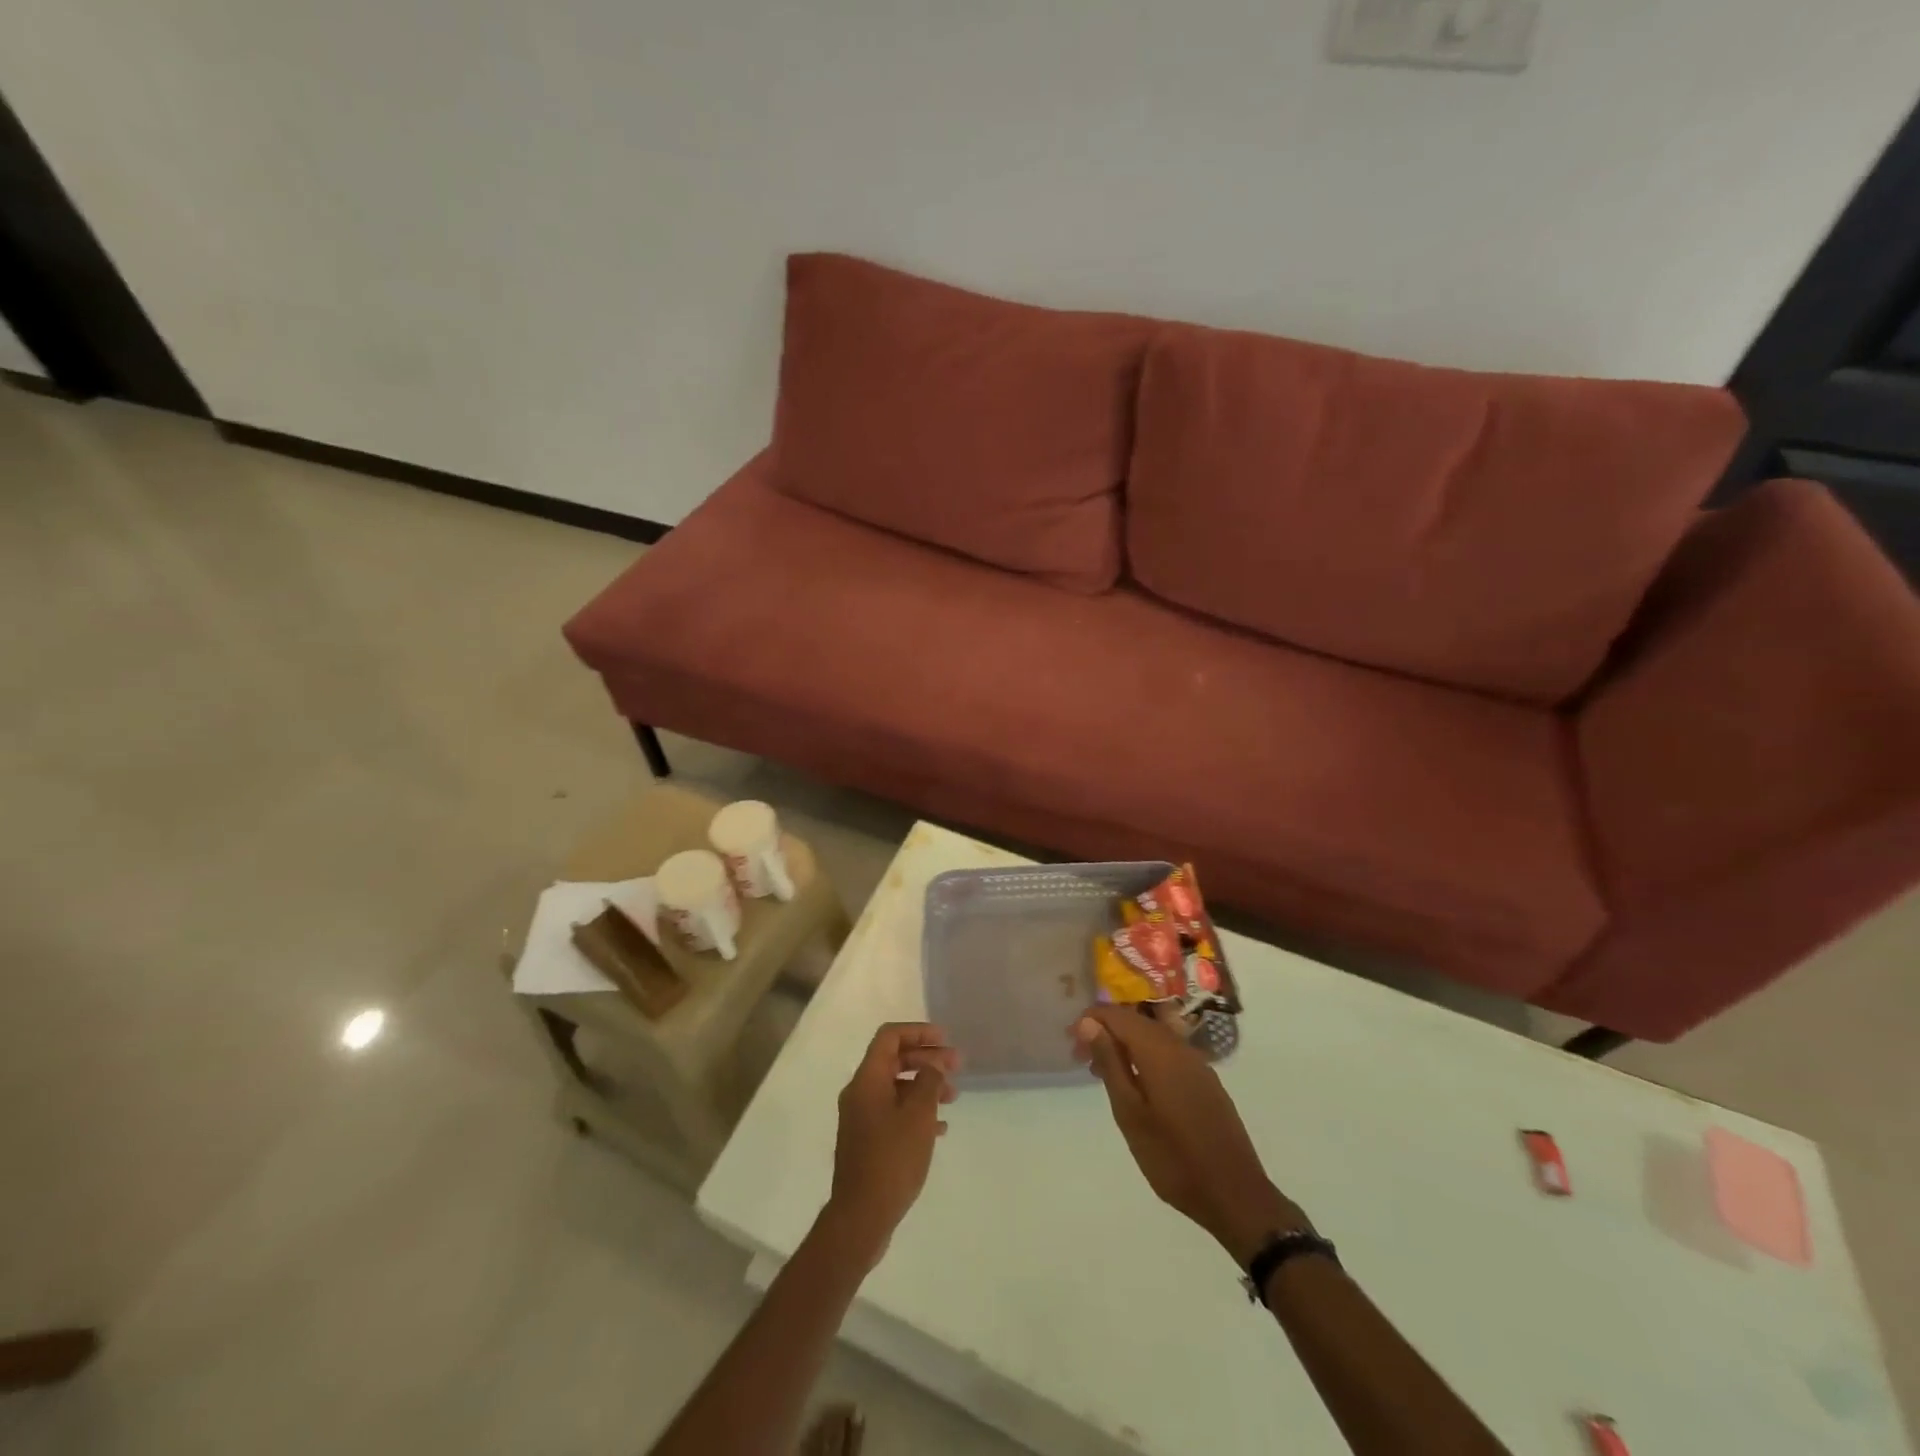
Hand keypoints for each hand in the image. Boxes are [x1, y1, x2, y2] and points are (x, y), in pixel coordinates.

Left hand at [823, 1022, 958, 1264]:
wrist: (861, 1216)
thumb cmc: (892, 1159)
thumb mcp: (918, 1116)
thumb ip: (928, 1082)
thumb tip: (932, 1066)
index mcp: (867, 1079)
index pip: (890, 1037)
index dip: (918, 1032)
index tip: (945, 1040)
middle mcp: (860, 1093)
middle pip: (895, 1060)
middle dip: (927, 1059)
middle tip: (957, 1065)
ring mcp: (861, 1118)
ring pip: (896, 1087)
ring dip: (925, 1086)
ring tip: (953, 1096)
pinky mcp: (867, 1141)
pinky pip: (893, 1112)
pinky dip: (916, 1111)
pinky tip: (940, 1128)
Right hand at [1074, 1005, 1303, 1264]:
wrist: (1235, 1194)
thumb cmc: (1173, 1157)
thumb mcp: (1130, 1113)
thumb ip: (1110, 1063)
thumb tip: (1089, 1023)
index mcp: (1158, 1050)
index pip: (1118, 1015)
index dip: (1091, 1019)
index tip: (1070, 1040)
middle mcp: (1179, 1047)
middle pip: (1136, 1021)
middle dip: (1106, 1031)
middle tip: (1081, 1058)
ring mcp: (1197, 1064)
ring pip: (1153, 1037)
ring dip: (1125, 1046)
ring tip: (1103, 1073)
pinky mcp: (1206, 1082)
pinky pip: (1168, 1054)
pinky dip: (1145, 1059)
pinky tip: (1136, 1086)